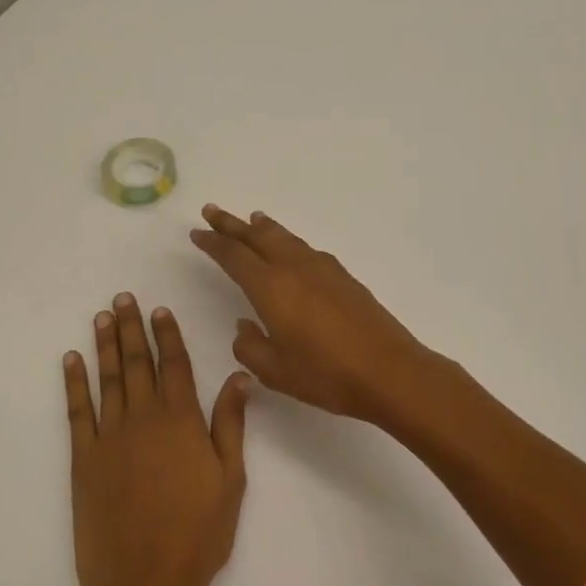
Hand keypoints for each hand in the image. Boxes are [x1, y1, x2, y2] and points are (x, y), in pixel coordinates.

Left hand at [65, 293, 250, 585]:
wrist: (145, 582)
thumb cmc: (198, 533)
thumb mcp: (231, 479)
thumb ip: (230, 424)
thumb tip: (239, 376)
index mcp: (181, 421)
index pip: (174, 365)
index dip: (167, 335)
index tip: (159, 310)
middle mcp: (143, 419)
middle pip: (137, 363)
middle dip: (131, 328)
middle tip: (123, 299)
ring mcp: (109, 437)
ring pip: (107, 379)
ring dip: (105, 346)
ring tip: (101, 317)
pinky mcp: (83, 460)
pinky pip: (76, 411)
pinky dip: (73, 383)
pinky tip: (71, 361)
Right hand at [190, 205, 438, 426]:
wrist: (388, 371)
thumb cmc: (326, 375)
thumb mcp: (274, 370)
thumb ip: (250, 345)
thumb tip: (245, 325)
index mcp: (270, 287)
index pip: (233, 256)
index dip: (213, 243)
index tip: (198, 232)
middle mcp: (294, 268)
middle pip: (257, 236)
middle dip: (232, 224)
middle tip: (213, 210)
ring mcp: (322, 269)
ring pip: (285, 238)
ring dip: (263, 228)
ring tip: (251, 219)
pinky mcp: (343, 277)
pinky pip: (305, 248)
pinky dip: (289, 241)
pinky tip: (291, 249)